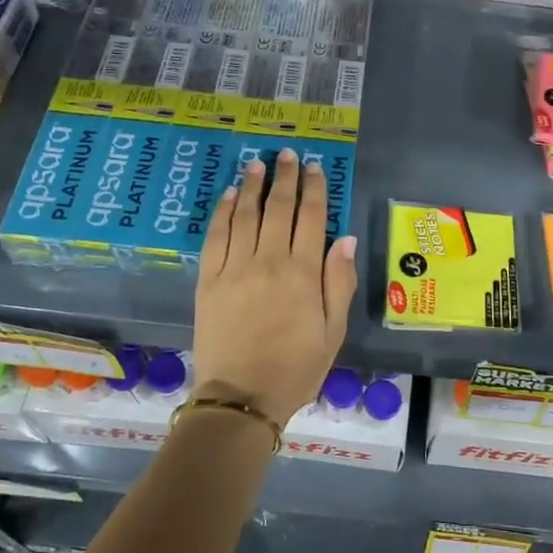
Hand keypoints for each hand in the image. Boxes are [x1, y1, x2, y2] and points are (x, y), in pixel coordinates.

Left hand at [191, 149, 357, 428]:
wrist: (241, 397)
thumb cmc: (296, 369)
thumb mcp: (333, 332)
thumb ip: (340, 283)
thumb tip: (344, 238)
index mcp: (303, 274)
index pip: (310, 218)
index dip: (313, 189)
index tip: (313, 167)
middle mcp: (268, 262)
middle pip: (277, 208)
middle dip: (284, 178)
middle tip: (286, 155)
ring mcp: (234, 268)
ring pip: (244, 215)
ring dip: (251, 186)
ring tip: (257, 163)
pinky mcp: (208, 280)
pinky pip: (215, 236)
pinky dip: (222, 212)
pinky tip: (228, 195)